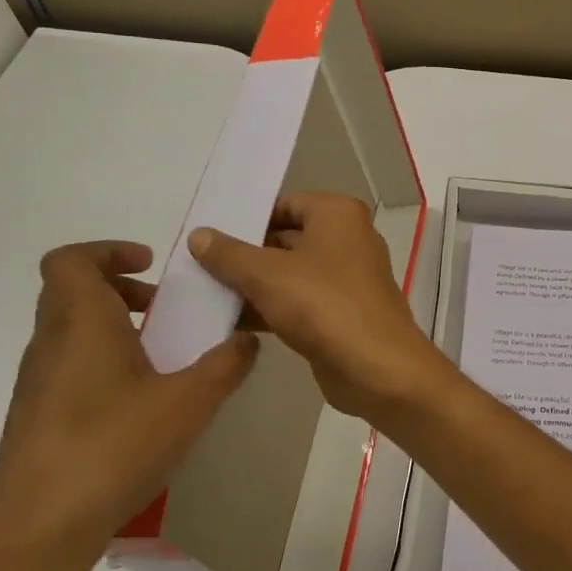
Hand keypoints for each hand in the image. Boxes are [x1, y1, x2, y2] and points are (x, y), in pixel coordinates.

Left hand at [0, 241, 257, 570]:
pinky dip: (102, 362)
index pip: (71, 260)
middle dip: (120, 289)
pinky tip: (139, 403)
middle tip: (164, 308)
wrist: (35, 534)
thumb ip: (226, 364)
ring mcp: (36, 385)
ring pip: (70, 331)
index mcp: (81, 324)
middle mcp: (50, 345)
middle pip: (70, 292)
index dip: (108, 251)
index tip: (151, 266)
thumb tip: (246, 340)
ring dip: (113, 326)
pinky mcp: (35, 420)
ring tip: (160, 355)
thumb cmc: (112, 447)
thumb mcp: (189, 402)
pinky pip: (68, 367)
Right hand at [189, 193, 453, 424]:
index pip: (285, 204)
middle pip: (286, 238)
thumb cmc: (323, 304)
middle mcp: (348, 239)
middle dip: (245, 254)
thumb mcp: (267, 274)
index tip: (209, 234)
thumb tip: (199, 235)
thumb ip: (229, 254)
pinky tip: (229, 321)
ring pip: (290, 273)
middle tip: (196, 265)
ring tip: (202, 293)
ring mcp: (347, 279)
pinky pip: (299, 302)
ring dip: (253, 285)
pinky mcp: (341, 313)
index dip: (248, 217)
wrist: (375, 367)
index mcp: (338, 215)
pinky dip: (270, 308)